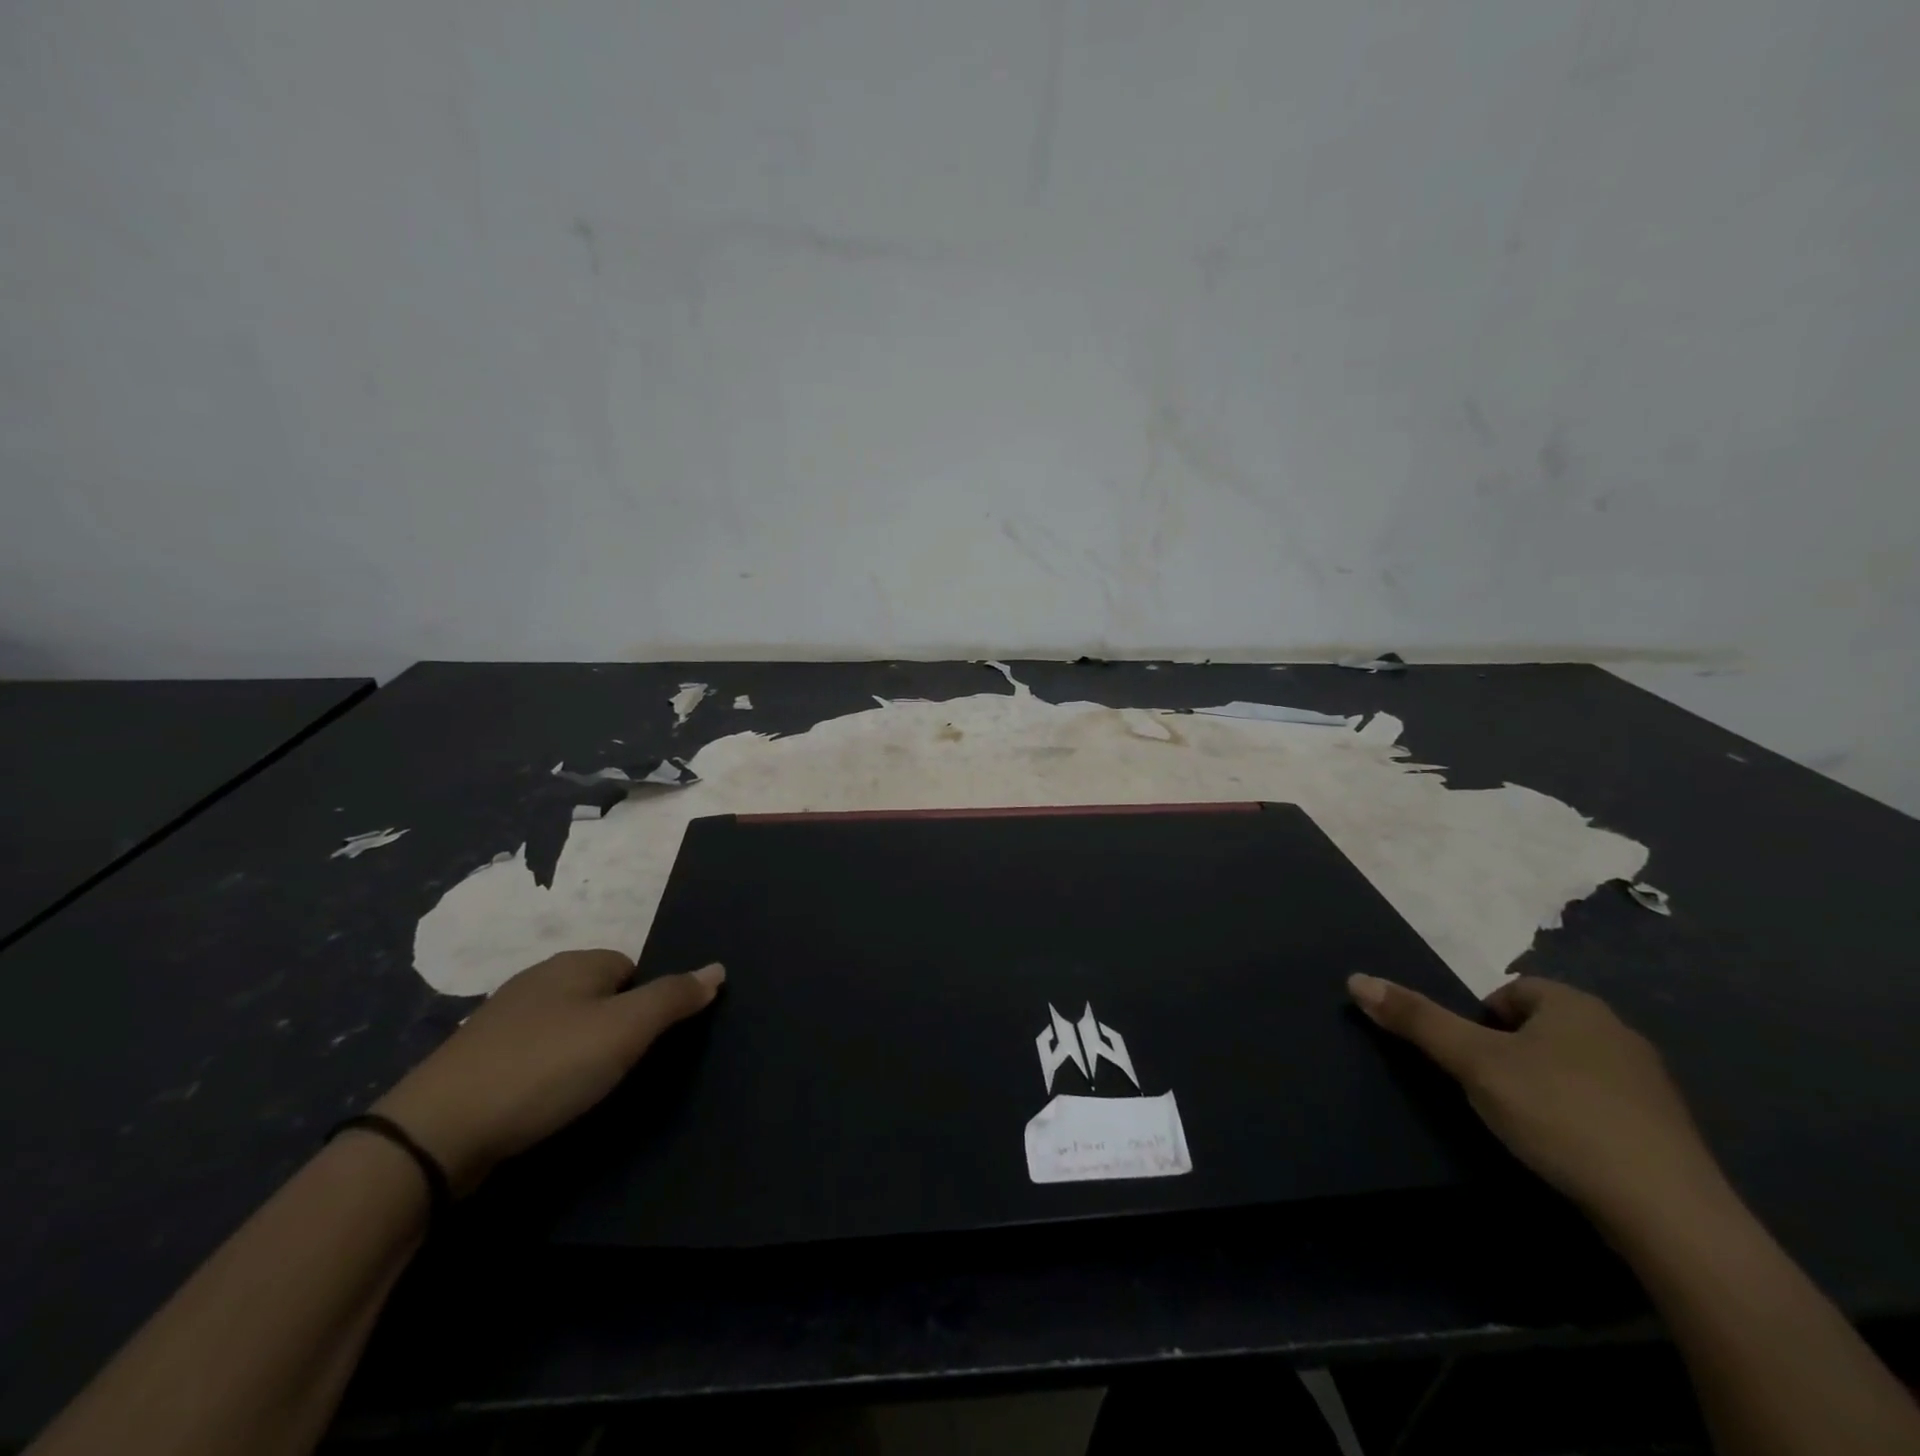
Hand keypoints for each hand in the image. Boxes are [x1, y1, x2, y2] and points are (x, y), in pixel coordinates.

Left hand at [374, 950, 723, 1194]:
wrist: (437, 1133)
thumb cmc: (546, 1068)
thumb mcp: (625, 1031)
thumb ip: (674, 998)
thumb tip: (718, 968)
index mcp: (576, 963)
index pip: (633, 968)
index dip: (647, 1004)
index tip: (645, 1044)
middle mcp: (539, 978)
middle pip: (599, 995)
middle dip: (615, 1027)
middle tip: (621, 1069)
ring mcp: (502, 1018)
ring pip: (564, 1025)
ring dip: (579, 1051)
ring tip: (584, 1090)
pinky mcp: (477, 1059)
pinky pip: (532, 1054)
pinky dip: (546, 1072)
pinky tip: (544, 1101)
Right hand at [1347, 973, 1724, 1228]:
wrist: (1668, 1214)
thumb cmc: (1559, 1115)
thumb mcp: (1473, 1063)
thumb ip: (1416, 1020)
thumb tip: (1356, 979)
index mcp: (1575, 1004)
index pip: (1509, 992)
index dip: (1479, 1021)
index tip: (1470, 1061)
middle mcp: (1617, 1032)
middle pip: (1539, 1027)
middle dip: (1508, 1052)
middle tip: (1488, 1090)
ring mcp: (1648, 1084)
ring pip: (1571, 1066)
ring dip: (1542, 1084)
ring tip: (1524, 1123)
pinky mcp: (1665, 1132)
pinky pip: (1602, 1105)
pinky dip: (1576, 1117)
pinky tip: (1567, 1150)